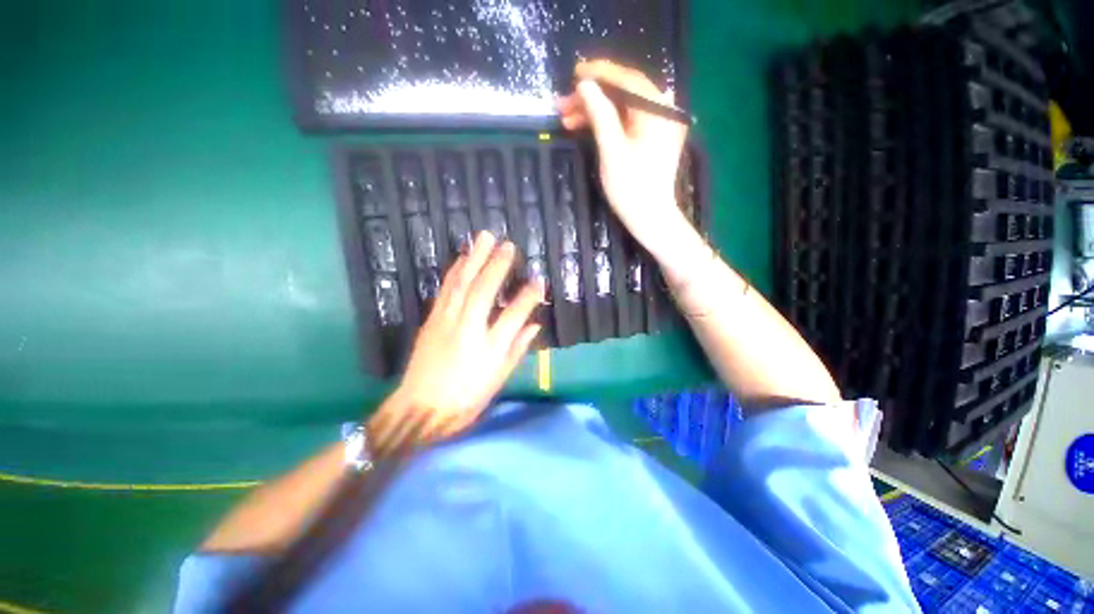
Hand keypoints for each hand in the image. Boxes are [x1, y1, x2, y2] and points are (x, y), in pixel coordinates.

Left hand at [378, 232, 543, 444]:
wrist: (418, 409)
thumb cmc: (465, 400)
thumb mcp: (498, 379)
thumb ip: (518, 349)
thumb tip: (535, 325)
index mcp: (488, 349)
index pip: (514, 315)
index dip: (528, 296)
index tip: (539, 280)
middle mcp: (467, 329)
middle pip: (484, 291)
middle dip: (497, 265)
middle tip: (509, 244)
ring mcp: (446, 321)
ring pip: (461, 283)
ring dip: (474, 258)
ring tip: (484, 238)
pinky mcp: (432, 319)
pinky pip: (445, 289)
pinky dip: (455, 270)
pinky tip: (463, 258)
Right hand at [557, 60, 690, 255]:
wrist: (650, 218)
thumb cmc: (631, 188)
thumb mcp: (611, 150)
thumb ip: (599, 114)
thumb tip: (585, 85)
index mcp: (658, 111)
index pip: (627, 80)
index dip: (600, 74)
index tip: (574, 73)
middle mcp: (664, 111)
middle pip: (624, 93)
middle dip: (592, 97)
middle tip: (563, 105)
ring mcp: (660, 125)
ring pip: (623, 108)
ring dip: (596, 111)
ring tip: (567, 120)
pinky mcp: (653, 138)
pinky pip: (628, 121)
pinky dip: (608, 123)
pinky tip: (586, 127)